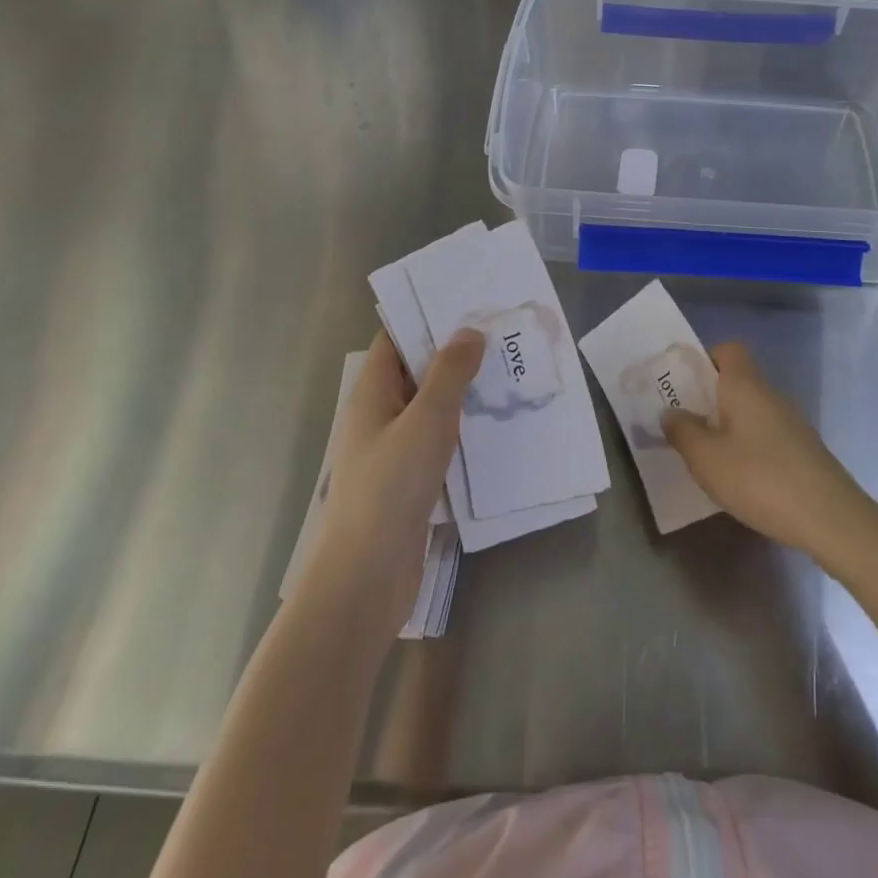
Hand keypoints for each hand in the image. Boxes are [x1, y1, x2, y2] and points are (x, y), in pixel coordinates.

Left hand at [300, 328, 482, 644]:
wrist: (366, 577)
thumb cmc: (391, 486)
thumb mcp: (427, 419)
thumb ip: (450, 372)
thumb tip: (469, 331)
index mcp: (372, 390)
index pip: (397, 336)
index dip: (429, 315)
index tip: (471, 300)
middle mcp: (380, 413)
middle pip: (417, 369)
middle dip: (456, 352)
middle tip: (503, 334)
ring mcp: (394, 448)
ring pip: (432, 406)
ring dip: (464, 392)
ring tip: (511, 373)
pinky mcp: (410, 479)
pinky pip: (439, 440)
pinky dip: (464, 428)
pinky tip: (498, 425)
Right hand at [663, 341, 874, 561]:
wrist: (830, 519)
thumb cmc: (760, 479)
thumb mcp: (706, 458)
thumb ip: (682, 431)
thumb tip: (671, 412)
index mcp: (745, 385)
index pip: (728, 349)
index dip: (704, 360)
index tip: (684, 387)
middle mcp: (770, 395)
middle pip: (737, 381)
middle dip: (709, 399)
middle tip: (685, 427)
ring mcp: (791, 422)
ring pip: (750, 411)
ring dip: (727, 426)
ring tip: (707, 457)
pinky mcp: (803, 450)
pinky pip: (765, 434)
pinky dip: (748, 447)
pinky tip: (740, 479)